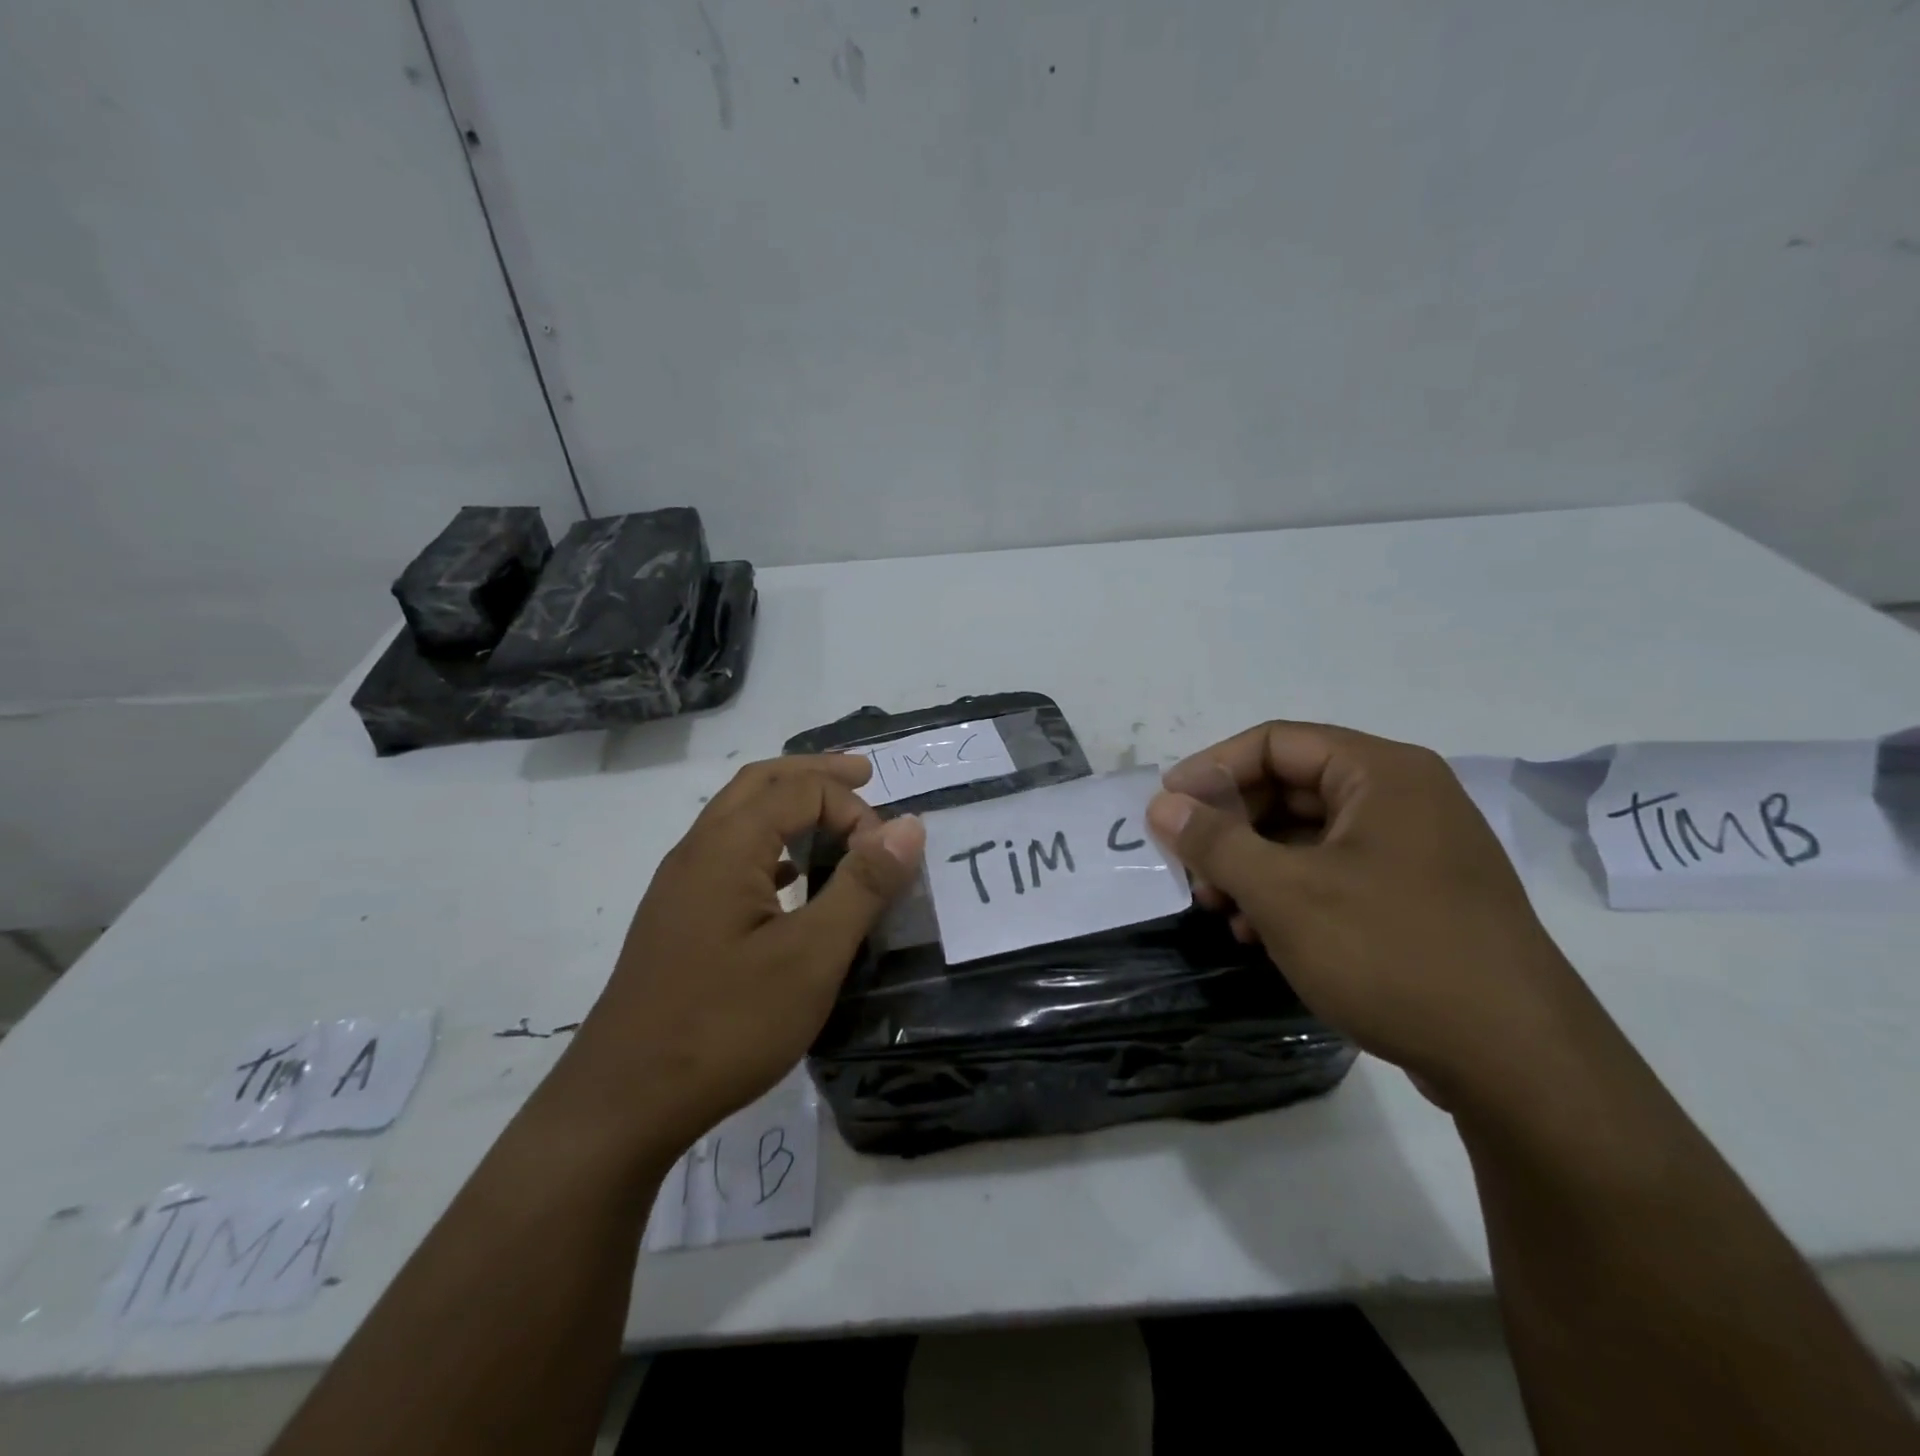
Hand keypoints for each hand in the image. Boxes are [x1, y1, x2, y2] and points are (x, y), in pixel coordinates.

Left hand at [555, 756, 924, 1160]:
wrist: (624, 1102)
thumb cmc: (726, 1024)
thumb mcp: (812, 956)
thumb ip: (862, 885)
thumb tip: (910, 826)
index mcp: (726, 846)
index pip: (800, 791)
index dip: (852, 810)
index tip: (884, 859)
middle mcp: (697, 851)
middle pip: (760, 784)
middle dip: (814, 773)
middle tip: (863, 775)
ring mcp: (680, 885)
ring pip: (738, 817)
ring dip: (788, 804)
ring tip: (833, 817)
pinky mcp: (678, 918)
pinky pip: (729, 855)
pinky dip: (768, 844)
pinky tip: (791, 879)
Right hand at [1147, 722, 1592, 1106]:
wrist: (1520, 1064)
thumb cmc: (1392, 953)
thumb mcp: (1285, 893)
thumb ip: (1215, 841)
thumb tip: (1162, 804)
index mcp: (1381, 773)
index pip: (1275, 743)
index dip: (1212, 770)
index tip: (1167, 808)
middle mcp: (1403, 798)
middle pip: (1290, 788)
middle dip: (1231, 827)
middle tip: (1191, 869)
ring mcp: (1415, 850)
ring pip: (1308, 836)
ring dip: (1253, 866)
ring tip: (1220, 909)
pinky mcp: (1418, 898)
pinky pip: (1335, 873)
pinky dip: (1289, 893)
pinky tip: (1259, 934)